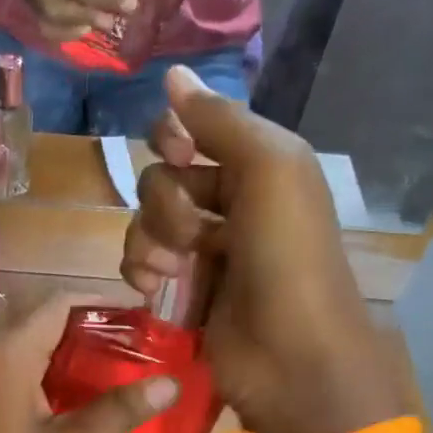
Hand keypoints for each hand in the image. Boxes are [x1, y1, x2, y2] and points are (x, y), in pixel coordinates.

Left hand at [0, 298, 177, 432]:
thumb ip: (120, 409)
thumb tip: (171, 382)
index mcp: (3, 359)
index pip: (57, 307)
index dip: (103, 306)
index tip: (144, 319)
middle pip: (40, 330)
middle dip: (90, 337)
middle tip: (140, 353)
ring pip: (25, 359)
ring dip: (68, 364)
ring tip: (117, 379)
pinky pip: (9, 385)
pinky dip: (44, 386)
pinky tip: (75, 410)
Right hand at [122, 67, 399, 432]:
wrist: (292, 356)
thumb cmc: (288, 257)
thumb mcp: (269, 170)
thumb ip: (219, 121)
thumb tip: (171, 75)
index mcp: (256, 166)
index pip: (192, 130)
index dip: (174, 140)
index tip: (179, 159)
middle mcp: (228, 201)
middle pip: (160, 178)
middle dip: (165, 205)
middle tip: (192, 236)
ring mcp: (203, 249)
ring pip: (144, 222)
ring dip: (148, 242)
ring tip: (171, 271)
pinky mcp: (182, 289)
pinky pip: (140, 262)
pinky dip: (140, 271)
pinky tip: (153, 288)